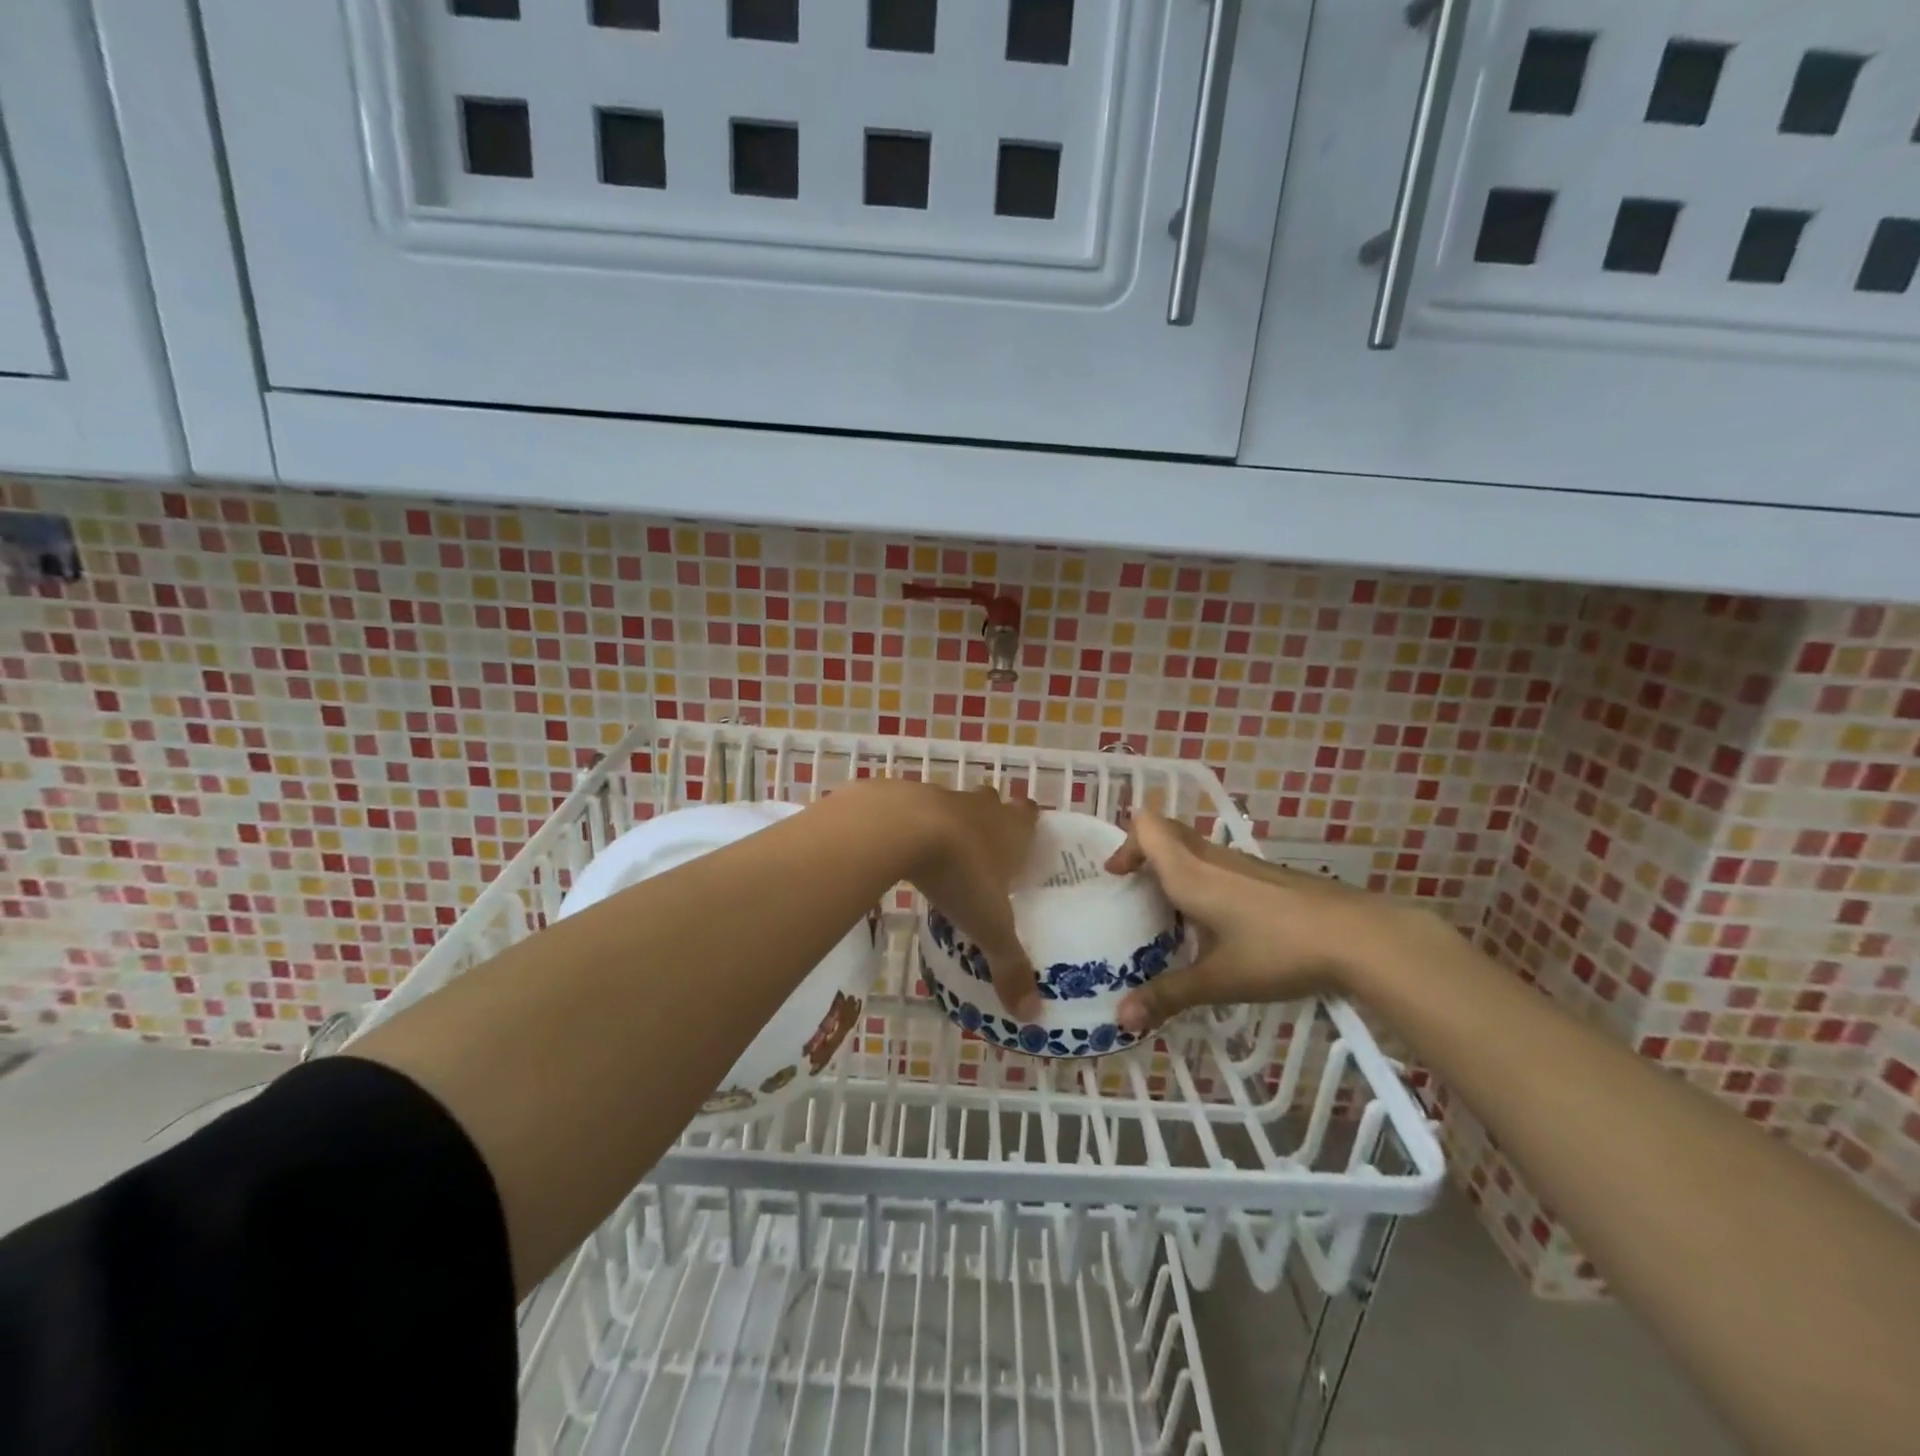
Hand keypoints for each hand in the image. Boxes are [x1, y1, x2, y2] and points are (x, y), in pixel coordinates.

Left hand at [891, 782, 1042, 1021]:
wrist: (901, 828)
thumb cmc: (960, 872)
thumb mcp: (989, 926)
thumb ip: (1010, 966)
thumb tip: (1032, 1016)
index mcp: (1011, 829)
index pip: (1030, 813)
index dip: (1029, 823)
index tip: (1026, 841)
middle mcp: (982, 807)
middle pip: (994, 802)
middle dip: (992, 819)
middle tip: (987, 850)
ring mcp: (942, 797)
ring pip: (956, 804)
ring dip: (953, 822)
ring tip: (946, 853)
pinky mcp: (905, 797)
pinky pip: (915, 809)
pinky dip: (915, 826)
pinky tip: (906, 849)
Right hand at [1102, 811, 1409, 1033]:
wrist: (1358, 937)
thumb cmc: (1277, 951)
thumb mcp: (1218, 980)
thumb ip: (1168, 996)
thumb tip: (1120, 1019)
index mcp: (1190, 872)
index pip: (1147, 827)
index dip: (1126, 843)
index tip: (1115, 875)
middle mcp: (1212, 858)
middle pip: (1167, 832)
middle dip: (1144, 853)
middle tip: (1134, 889)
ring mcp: (1244, 864)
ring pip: (1195, 849)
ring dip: (1174, 867)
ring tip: (1169, 913)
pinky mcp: (1268, 876)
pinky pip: (1220, 865)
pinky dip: (1203, 880)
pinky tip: (1217, 923)